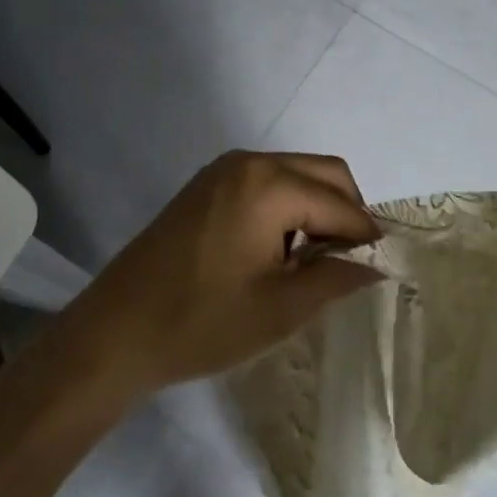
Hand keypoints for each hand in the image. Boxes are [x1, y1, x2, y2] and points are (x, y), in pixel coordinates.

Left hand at [62, 151, 381, 401]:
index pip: (340, 203)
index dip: (366, 236)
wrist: (113, 334)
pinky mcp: (206, 185)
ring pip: (297, 174)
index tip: (382, 267)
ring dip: (318, 208)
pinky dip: (288, 206)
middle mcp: (249, 163)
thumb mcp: (279, 309)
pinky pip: (267, 182)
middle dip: (347, 213)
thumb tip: (376, 265)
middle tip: (348, 264)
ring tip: (313, 263)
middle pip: (325, 173)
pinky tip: (279, 251)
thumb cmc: (200, 323)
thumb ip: (335, 278)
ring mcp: (223, 170)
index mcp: (269, 184)